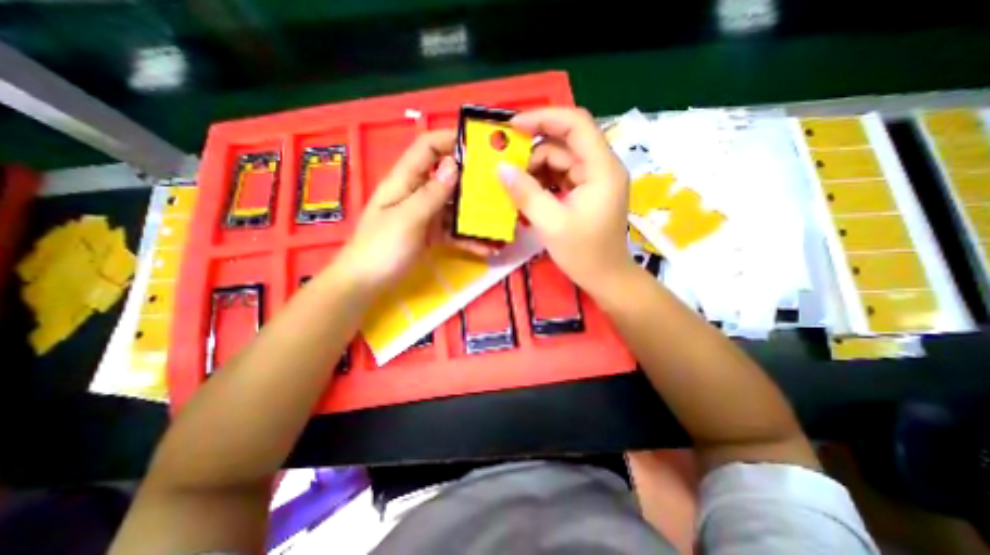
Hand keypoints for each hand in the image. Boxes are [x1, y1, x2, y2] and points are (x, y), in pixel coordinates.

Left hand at [339, 128, 494, 287]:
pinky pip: (453, 231)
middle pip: (446, 176)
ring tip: (500, 219)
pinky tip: (487, 249)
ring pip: (454, 206)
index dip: (450, 140)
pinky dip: (468, 238)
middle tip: (499, 184)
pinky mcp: (431, 235)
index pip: (427, 148)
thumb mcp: (407, 218)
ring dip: (475, 213)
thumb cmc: (381, 248)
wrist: (367, 284)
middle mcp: (417, 193)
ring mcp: (425, 215)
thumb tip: (454, 166)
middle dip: (471, 178)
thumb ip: (431, 194)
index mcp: (405, 180)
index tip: (479, 146)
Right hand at [504, 109, 633, 297]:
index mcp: (601, 169)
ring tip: (515, 186)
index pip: (576, 124)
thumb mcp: (551, 223)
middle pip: (565, 143)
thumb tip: (500, 168)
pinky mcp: (587, 192)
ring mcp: (594, 180)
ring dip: (536, 169)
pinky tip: (527, 193)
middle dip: (534, 151)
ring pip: (561, 160)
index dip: (544, 118)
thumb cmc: (584, 254)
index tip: (513, 127)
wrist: (605, 278)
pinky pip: (561, 176)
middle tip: (507, 166)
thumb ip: (525, 193)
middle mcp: (601, 168)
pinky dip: (543, 182)